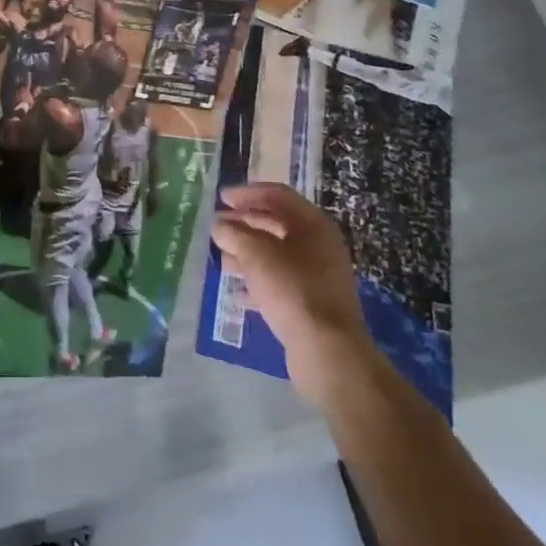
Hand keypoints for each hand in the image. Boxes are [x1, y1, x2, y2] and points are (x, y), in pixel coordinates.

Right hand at [210, 183, 381, 410]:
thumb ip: (234, 234)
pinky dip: (258, 281)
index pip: (277, 195)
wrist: (328, 352)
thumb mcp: (256, 255)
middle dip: (244, 224)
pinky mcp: (312, 303)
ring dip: (248, 253)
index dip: (247, 193)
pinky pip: (280, 282)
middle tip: (218, 228)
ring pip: (276, 254)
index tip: (222, 198)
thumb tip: (218, 225)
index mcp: (313, 224)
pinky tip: (238, 292)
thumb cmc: (292, 289)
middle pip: (276, 224)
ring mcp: (318, 275)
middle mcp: (319, 245)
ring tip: (222, 259)